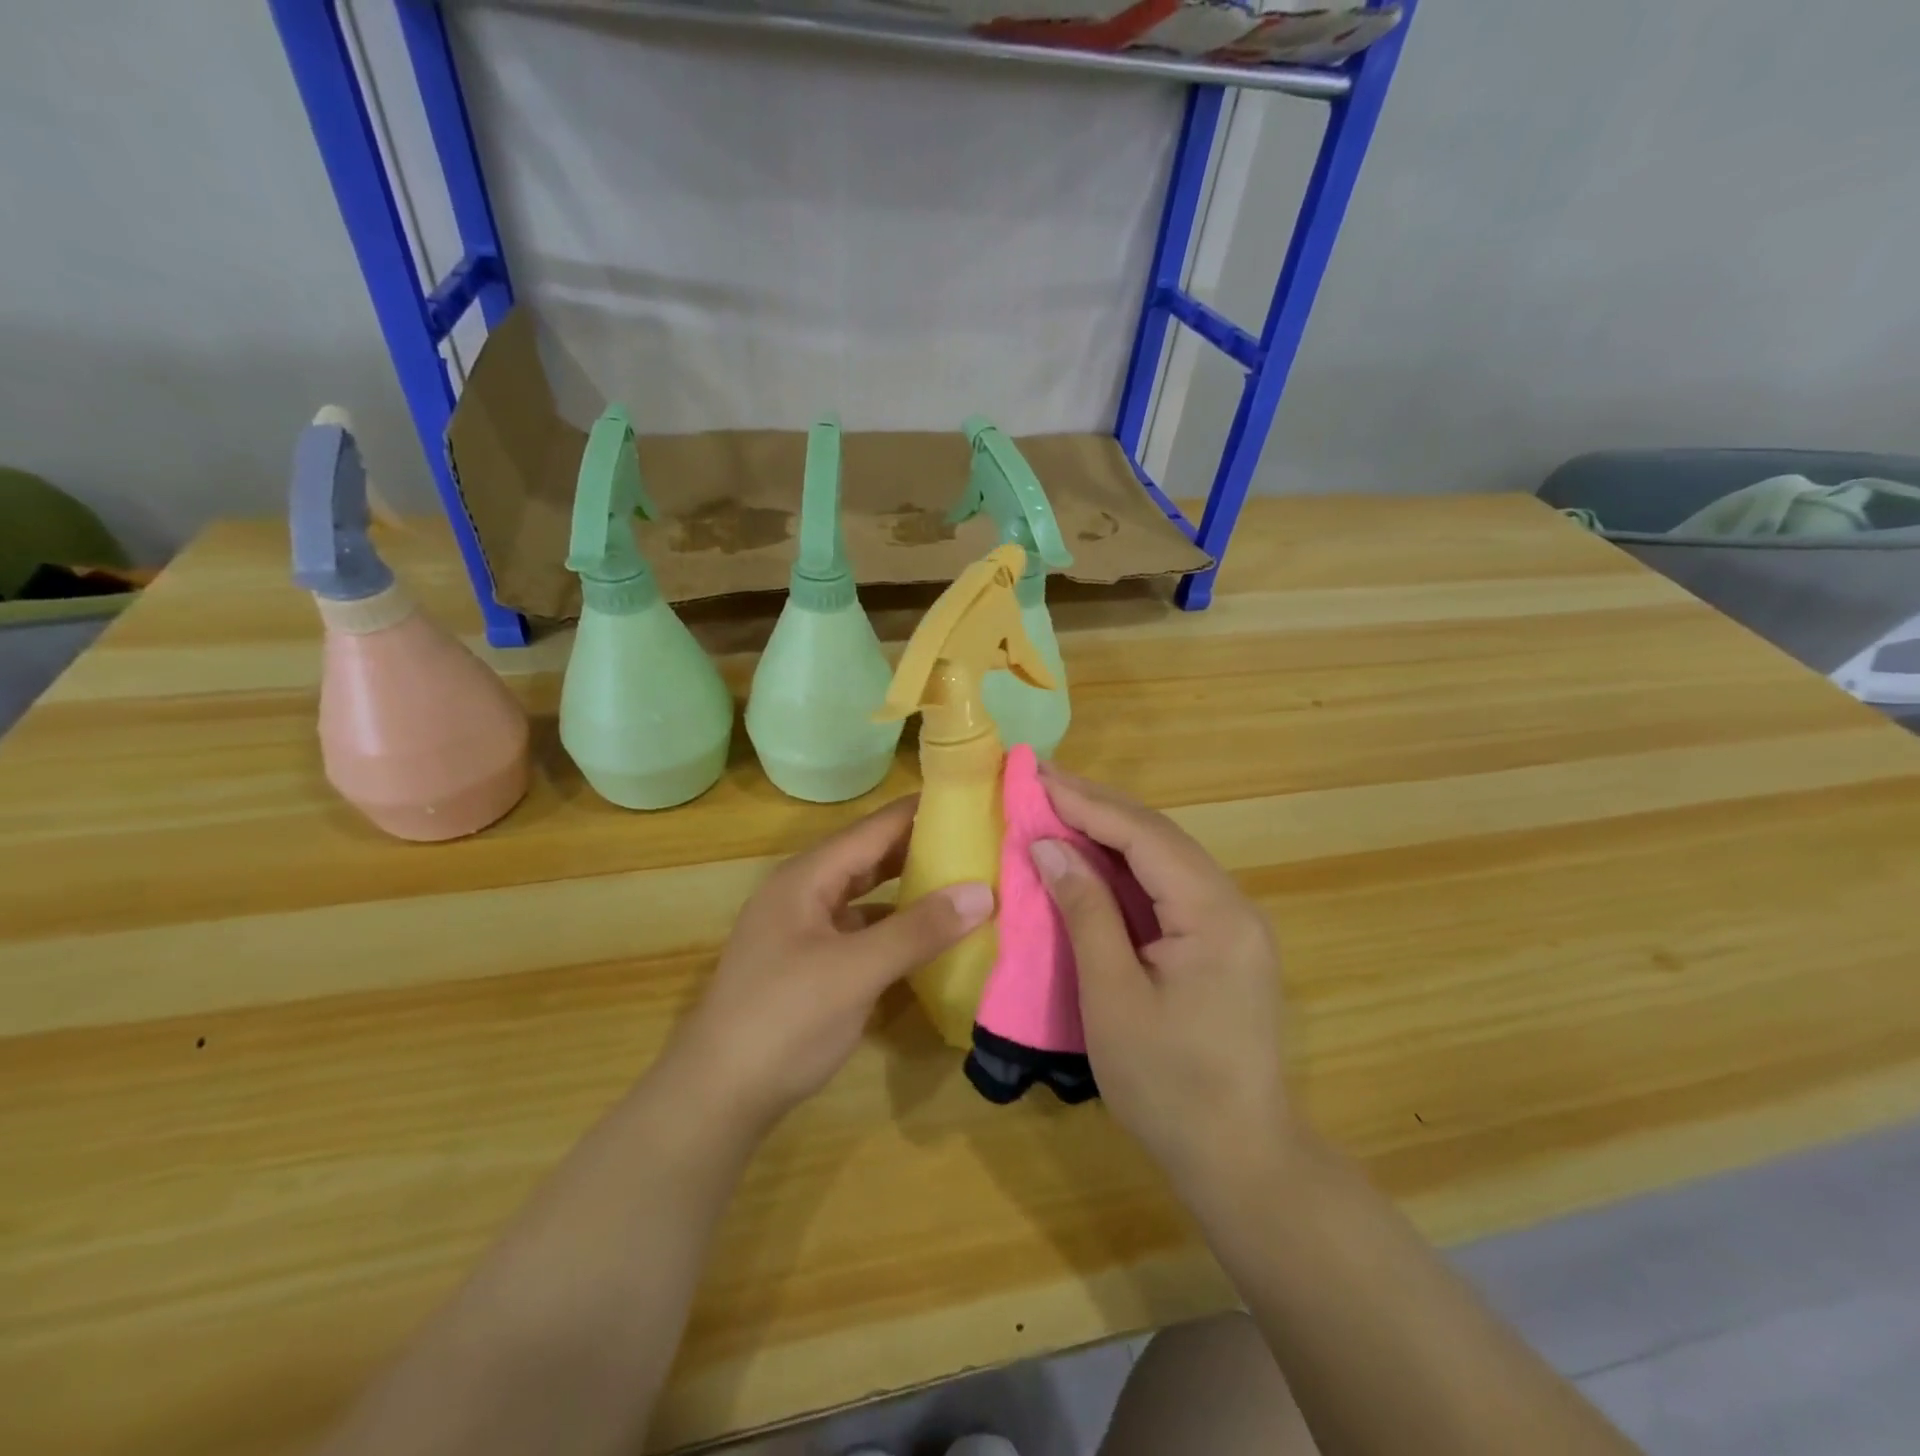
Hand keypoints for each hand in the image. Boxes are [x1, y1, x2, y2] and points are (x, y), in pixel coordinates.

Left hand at [670, 796, 992, 1137]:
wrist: (716, 1099)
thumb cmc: (784, 1021)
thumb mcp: (856, 971)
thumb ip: (919, 930)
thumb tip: (984, 892)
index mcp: (807, 877)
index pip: (875, 828)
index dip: (923, 811)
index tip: (975, 801)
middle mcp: (804, 893)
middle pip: (870, 857)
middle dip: (922, 849)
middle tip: (981, 843)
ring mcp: (804, 930)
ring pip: (866, 896)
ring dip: (910, 890)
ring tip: (965, 883)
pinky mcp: (809, 965)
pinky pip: (860, 931)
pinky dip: (894, 929)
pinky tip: (928, 939)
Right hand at [1029, 767, 1287, 1201]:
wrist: (1242, 1159)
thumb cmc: (1168, 1084)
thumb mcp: (1113, 996)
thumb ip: (1085, 912)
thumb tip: (1049, 846)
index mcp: (1214, 914)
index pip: (1144, 835)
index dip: (1087, 803)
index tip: (1036, 776)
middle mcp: (1233, 905)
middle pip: (1160, 836)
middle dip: (1099, 805)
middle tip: (1042, 780)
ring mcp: (1234, 924)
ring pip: (1166, 857)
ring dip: (1113, 831)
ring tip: (1060, 806)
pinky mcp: (1224, 943)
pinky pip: (1171, 886)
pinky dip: (1128, 866)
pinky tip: (1095, 858)